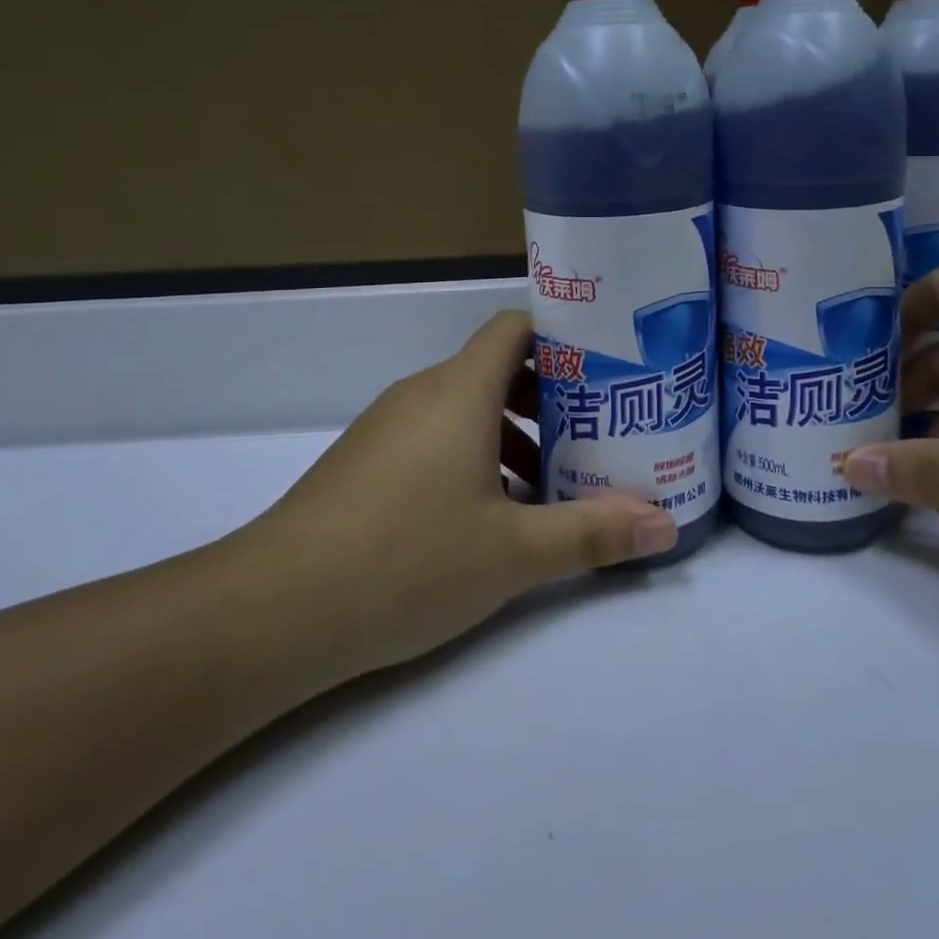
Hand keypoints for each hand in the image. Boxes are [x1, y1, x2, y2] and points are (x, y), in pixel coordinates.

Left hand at [232, 311, 677, 682]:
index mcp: (460, 390)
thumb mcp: (512, 552)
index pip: (515, 327)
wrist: (273, 610)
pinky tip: (484, 516)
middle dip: (547, 397)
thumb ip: (592, 533)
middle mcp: (422, 393)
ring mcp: (386, 426)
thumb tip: (665, 525)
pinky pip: (432, 435)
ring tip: (545, 485)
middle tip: (590, 434)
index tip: (602, 370)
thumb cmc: (407, 559)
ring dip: (509, 433)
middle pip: (495, 367)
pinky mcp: (364, 461)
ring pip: (463, 406)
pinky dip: (470, 455)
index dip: (561, 338)